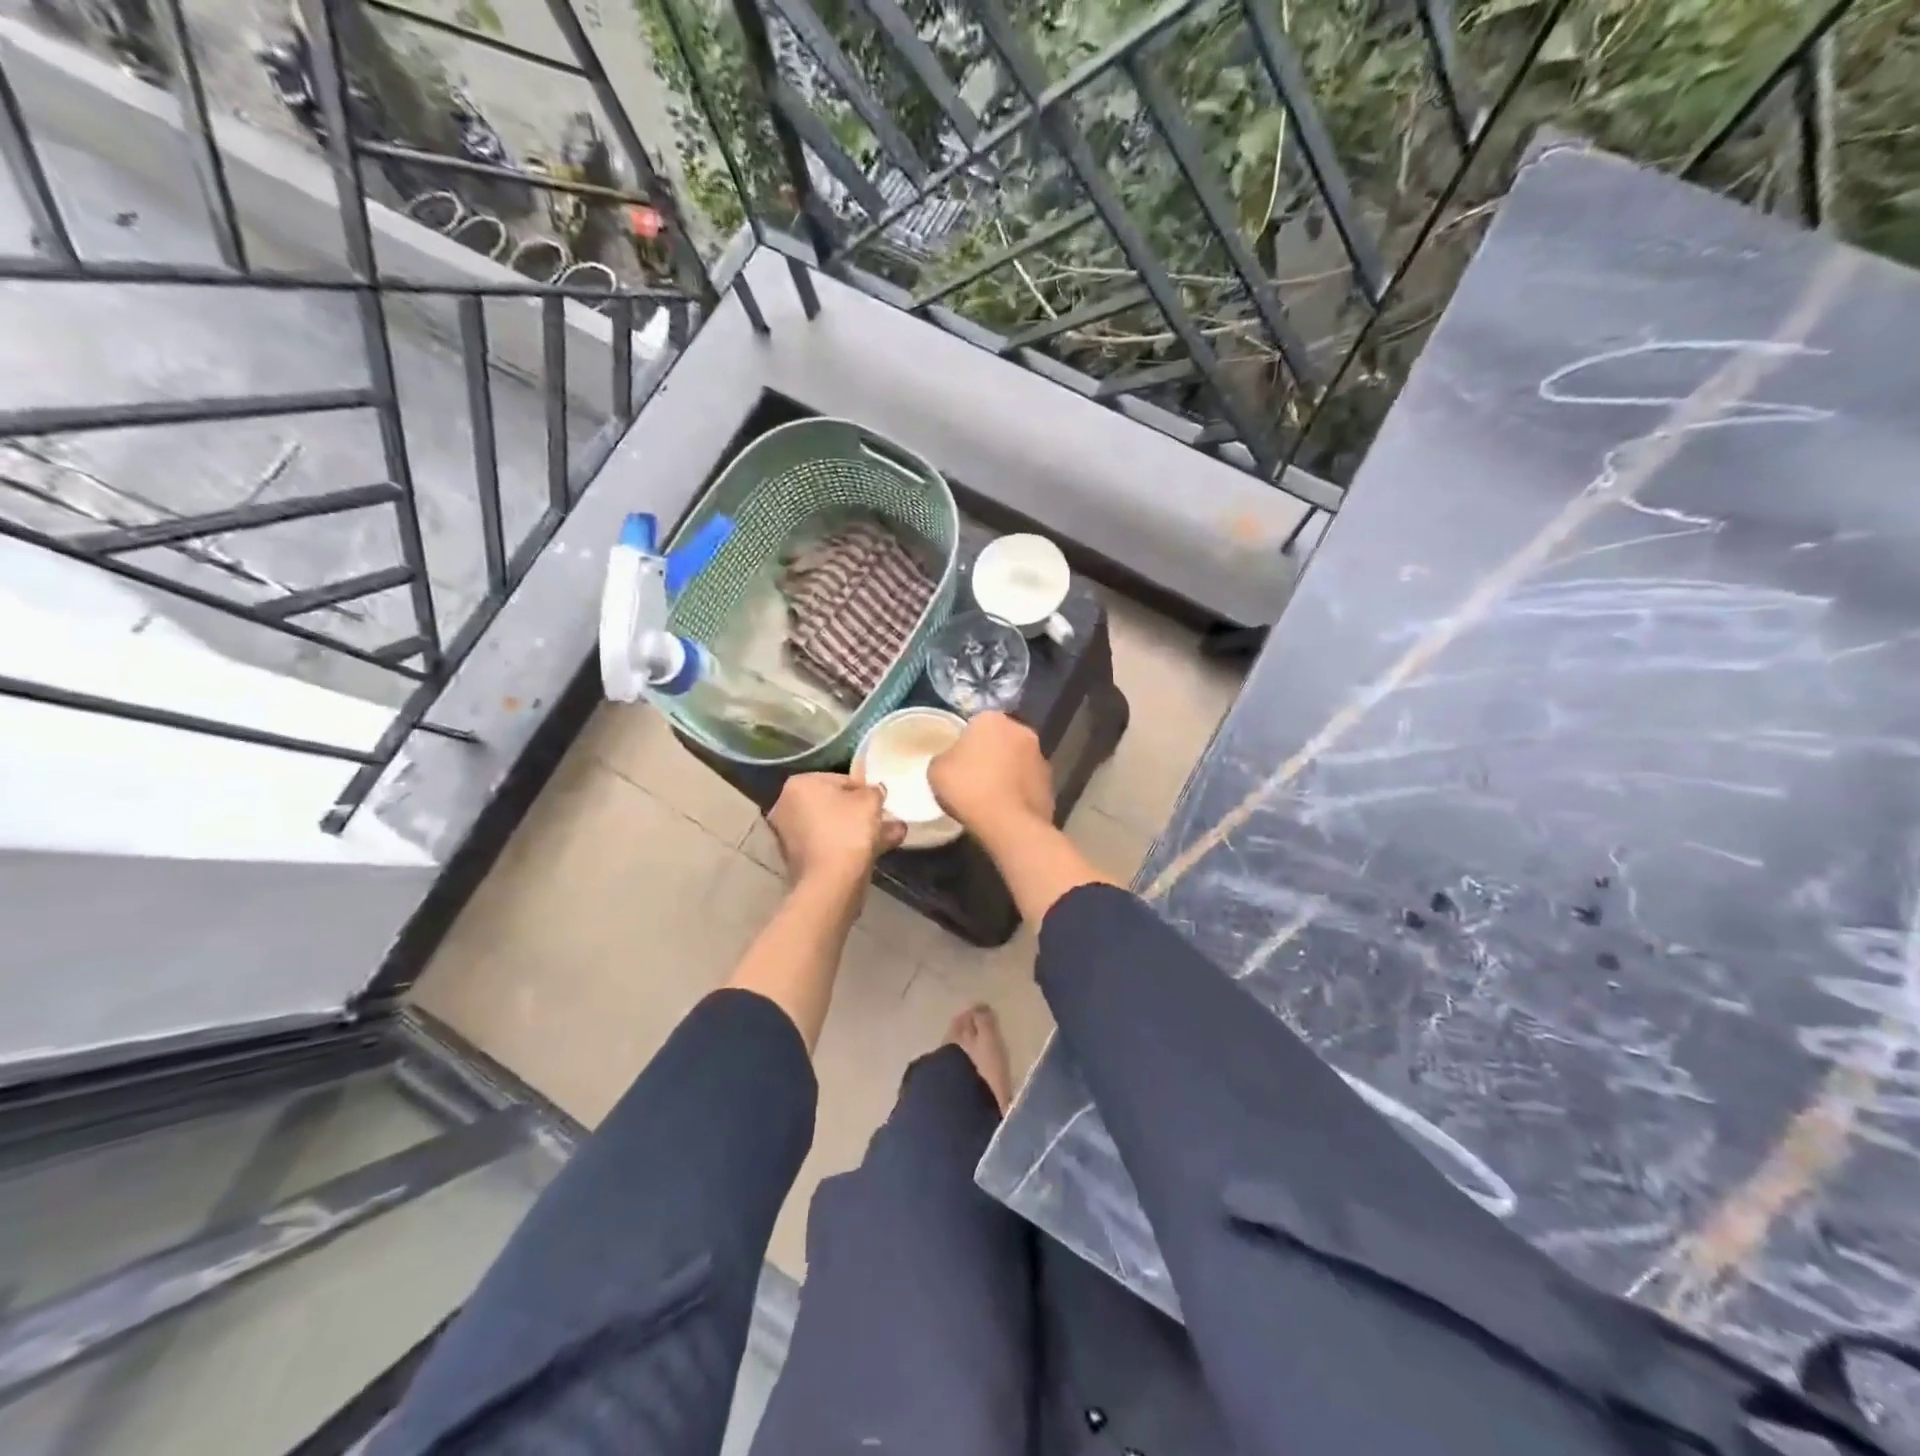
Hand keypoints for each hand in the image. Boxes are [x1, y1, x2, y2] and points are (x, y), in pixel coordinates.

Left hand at [767, 773, 905, 889]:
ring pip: (834, 827)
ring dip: (861, 830)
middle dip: (862, 812)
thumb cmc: (848, 831)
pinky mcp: (798, 860)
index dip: (865, 789)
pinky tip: (878, 850)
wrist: (830, 883)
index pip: (840, 779)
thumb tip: (874, 791)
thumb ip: (874, 790)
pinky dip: (849, 846)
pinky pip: (830, 845)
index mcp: (799, 785)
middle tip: (886, 818)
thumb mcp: (871, 800)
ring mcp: (790, 835)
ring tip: (893, 835)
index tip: (881, 801)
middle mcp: (787, 807)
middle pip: (834, 805)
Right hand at [928, 712, 1053, 839]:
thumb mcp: (936, 770)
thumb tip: (952, 761)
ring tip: (991, 796)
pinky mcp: (1051, 782)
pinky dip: (1019, 790)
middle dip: (990, 754)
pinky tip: (1006, 808)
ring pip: (1017, 760)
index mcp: (992, 719)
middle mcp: (1021, 730)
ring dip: (1007, 771)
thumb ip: (945, 758)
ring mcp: (1040, 756)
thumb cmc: (968, 788)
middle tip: (973, 777)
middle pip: (1000, 740)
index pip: (975, 724)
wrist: (1008, 823)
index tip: (957, 762)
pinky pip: (1028, 782)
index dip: (965, 743)